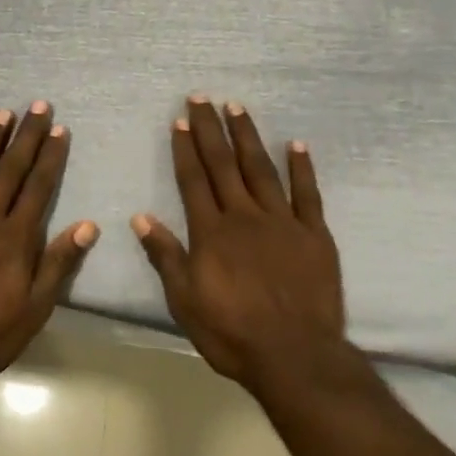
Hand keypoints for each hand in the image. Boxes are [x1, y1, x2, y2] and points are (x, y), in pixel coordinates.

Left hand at [0, 103, 99, 384]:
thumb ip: (59, 263)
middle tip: (36, 104)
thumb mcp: (36, 307)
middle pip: (9, 170)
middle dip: (26, 136)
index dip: (49, 156)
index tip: (58, 128)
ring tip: (1, 114)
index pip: (38, 186)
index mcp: (15, 236)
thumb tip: (88, 225)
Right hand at [133, 97, 345, 389]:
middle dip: (210, 129)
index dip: (186, 149)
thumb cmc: (232, 332)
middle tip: (201, 98)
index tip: (180, 120)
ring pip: (261, 169)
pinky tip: (296, 144)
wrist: (295, 357)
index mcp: (212, 232)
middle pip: (223, 165)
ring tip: (237, 107)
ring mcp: (282, 222)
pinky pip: (307, 194)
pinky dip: (302, 168)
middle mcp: (244, 216)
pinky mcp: (314, 235)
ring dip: (247, 137)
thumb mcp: (185, 300)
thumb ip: (166, 256)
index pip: (194, 180)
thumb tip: (141, 218)